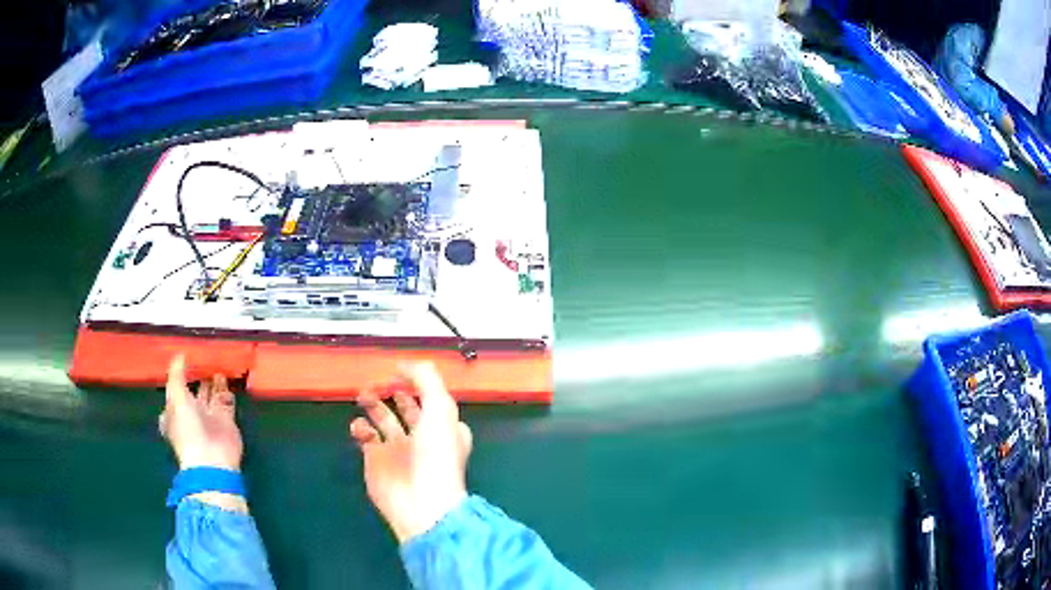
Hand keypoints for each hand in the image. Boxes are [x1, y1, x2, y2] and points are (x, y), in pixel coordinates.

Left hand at [160, 355, 242, 471]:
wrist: (211, 458)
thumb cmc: (187, 428)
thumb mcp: (176, 397)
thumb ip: (177, 374)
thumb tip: (179, 355)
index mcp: (175, 410)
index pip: (176, 388)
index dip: (180, 374)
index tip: (185, 357)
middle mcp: (192, 414)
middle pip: (195, 391)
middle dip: (199, 376)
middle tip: (204, 356)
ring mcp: (210, 418)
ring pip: (212, 395)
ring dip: (214, 381)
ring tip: (216, 362)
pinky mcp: (227, 422)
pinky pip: (226, 402)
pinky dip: (227, 390)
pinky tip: (227, 376)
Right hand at [350, 363, 472, 543]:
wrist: (421, 502)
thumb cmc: (436, 455)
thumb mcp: (441, 409)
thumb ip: (426, 380)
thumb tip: (406, 364)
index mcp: (444, 426)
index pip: (432, 399)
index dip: (419, 384)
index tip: (401, 371)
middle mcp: (422, 436)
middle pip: (407, 407)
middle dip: (394, 391)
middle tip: (379, 380)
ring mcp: (398, 449)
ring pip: (383, 419)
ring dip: (373, 403)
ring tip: (363, 393)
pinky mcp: (376, 461)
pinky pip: (365, 436)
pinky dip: (359, 426)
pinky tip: (359, 425)